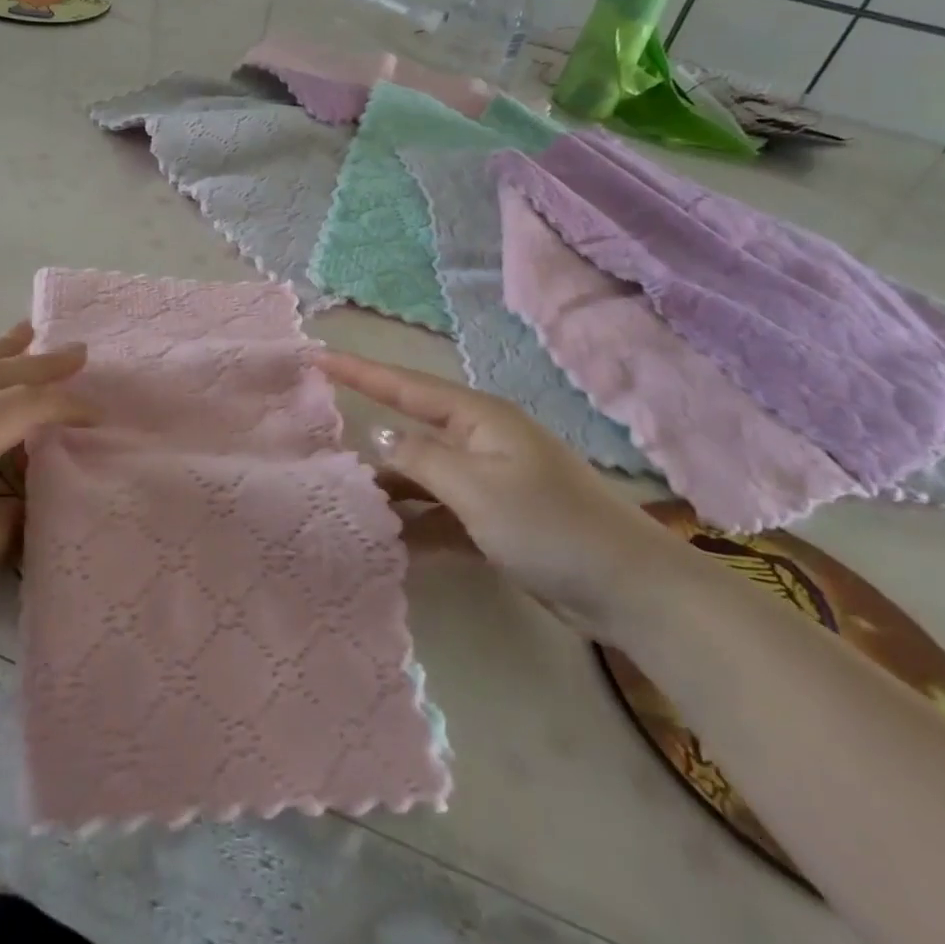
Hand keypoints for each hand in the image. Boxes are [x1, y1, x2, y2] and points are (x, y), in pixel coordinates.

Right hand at [318, 349, 681, 637]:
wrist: (628, 589)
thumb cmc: (549, 524)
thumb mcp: (476, 487)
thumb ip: (421, 457)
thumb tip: (378, 434)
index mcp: (477, 417)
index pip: (404, 386)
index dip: (358, 370)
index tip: (316, 354)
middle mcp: (480, 440)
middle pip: (412, 429)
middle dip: (370, 434)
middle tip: (319, 435)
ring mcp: (490, 480)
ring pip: (424, 474)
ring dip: (392, 487)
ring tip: (346, 497)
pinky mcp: (497, 518)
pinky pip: (443, 511)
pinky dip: (418, 522)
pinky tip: (390, 540)